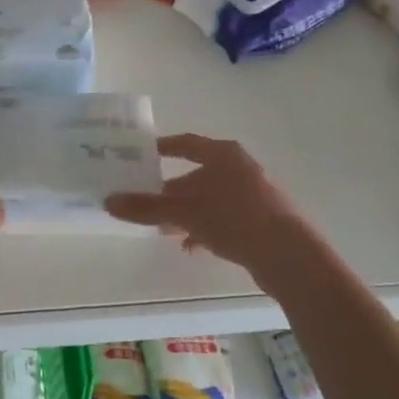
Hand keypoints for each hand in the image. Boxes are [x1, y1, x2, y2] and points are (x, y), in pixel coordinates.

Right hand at [105, 133, 311, 273]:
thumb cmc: (233, 218)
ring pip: (210, 198)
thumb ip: (146, 207)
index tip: (144, 154)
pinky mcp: (262, 220)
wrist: (289, 255)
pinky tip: (192, 246)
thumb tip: (109, 201)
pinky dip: (206, 228)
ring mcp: (254, 194)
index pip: (186, 144)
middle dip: (171, 191)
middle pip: (197, 174)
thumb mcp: (184, 212)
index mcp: (223, 155)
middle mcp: (240, 168)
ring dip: (187, 213)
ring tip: (164, 230)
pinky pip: (225, 218)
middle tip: (146, 201)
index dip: (164, 147)